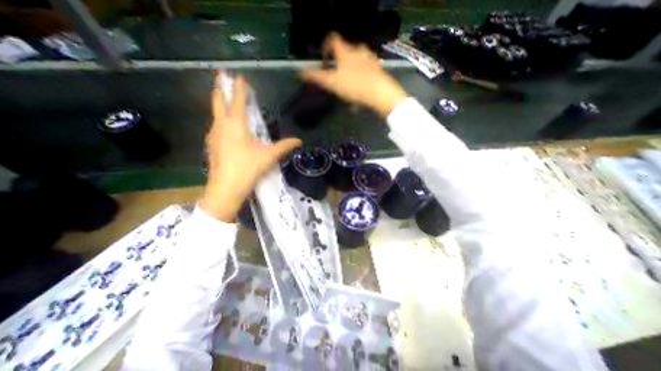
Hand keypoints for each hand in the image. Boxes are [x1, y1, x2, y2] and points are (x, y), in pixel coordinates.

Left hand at [198, 74, 301, 221]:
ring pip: (215, 113)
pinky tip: (224, 124)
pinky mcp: (211, 144)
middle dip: (221, 87)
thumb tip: (299, 141)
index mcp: (235, 124)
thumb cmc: (248, 168)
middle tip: (221, 75)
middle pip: (219, 101)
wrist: (226, 187)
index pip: (238, 101)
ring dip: (220, 102)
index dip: (239, 88)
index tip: (238, 76)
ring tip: (224, 97)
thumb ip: (284, 146)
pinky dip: (220, 118)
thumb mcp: (269, 156)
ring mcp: (213, 134)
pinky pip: (215, 125)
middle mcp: (221, 125)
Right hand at [302, 33, 408, 116]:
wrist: (380, 94)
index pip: (332, 39)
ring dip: (349, 77)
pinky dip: (359, 84)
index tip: (323, 60)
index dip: (325, 47)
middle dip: (338, 67)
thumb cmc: (354, 86)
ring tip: (347, 93)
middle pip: (344, 54)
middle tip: (335, 81)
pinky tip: (358, 98)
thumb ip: (316, 77)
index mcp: (346, 52)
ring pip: (355, 66)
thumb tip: (300, 72)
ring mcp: (370, 60)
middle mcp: (359, 51)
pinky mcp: (378, 70)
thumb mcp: (332, 83)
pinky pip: (365, 75)